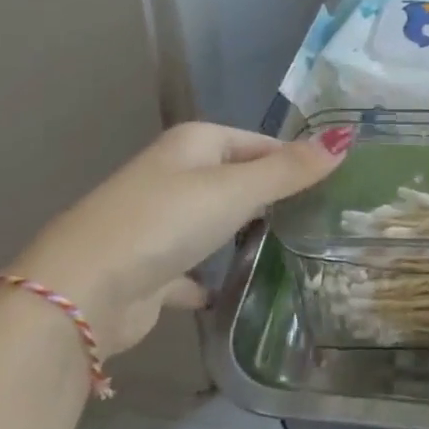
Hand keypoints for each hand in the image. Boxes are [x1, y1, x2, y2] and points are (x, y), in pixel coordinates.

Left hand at [15, 121, 348, 354]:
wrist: (83, 292)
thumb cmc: (165, 223)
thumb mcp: (237, 190)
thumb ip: (292, 169)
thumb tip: (346, 136)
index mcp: (193, 145)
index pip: (259, 143)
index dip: (294, 161)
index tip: (333, 186)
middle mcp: (173, 175)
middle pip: (236, 180)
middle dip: (271, 198)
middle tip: (319, 220)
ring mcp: (157, 222)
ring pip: (213, 222)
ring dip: (241, 234)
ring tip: (291, 250)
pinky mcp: (149, 267)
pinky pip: (191, 268)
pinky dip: (209, 278)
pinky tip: (234, 291)